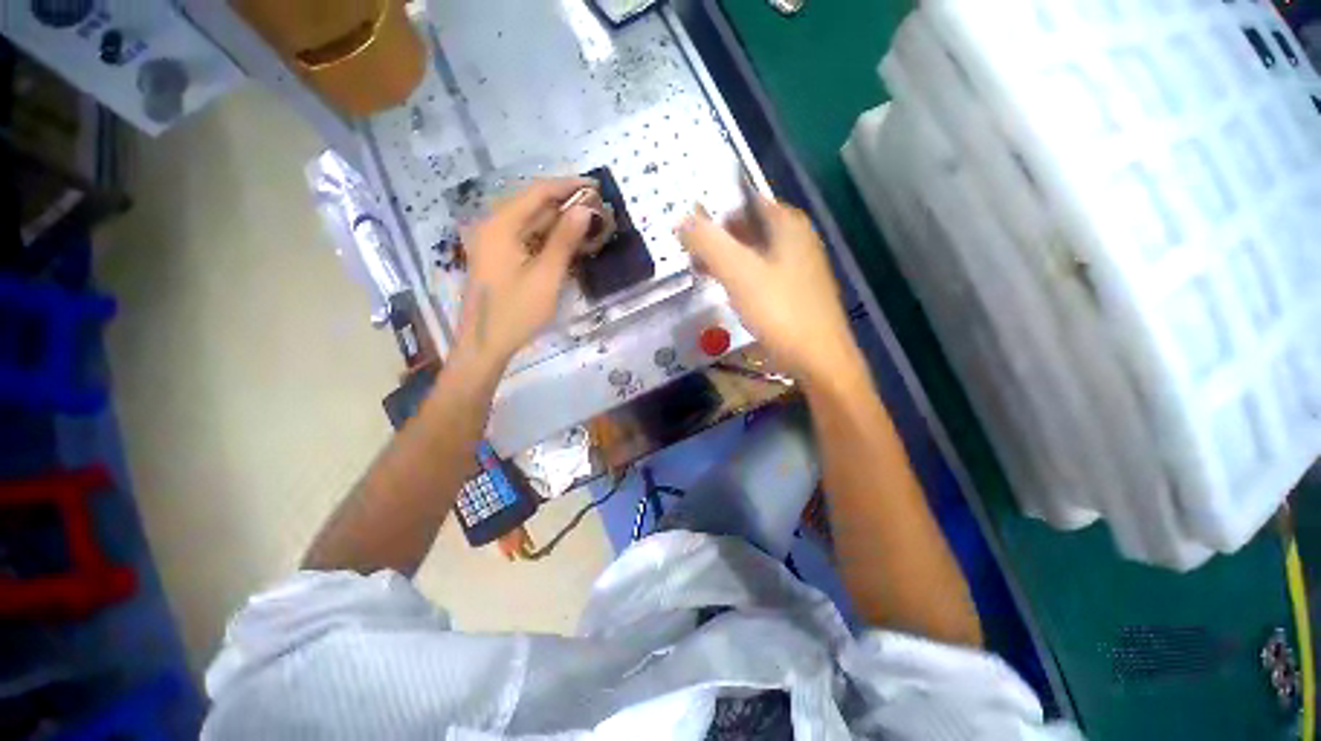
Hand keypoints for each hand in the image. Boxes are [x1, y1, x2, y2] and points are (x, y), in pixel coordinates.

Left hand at [454, 177, 597, 370]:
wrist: (485, 345)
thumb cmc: (516, 312)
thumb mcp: (546, 277)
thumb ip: (564, 240)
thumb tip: (585, 210)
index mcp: (500, 225)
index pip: (537, 192)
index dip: (568, 186)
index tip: (596, 187)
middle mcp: (494, 227)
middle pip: (533, 205)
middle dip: (566, 205)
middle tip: (598, 210)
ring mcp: (495, 243)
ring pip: (532, 223)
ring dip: (560, 223)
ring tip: (589, 226)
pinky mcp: (500, 258)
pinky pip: (527, 239)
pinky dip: (549, 239)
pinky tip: (569, 244)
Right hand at [678, 200, 859, 383]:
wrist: (818, 358)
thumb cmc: (779, 310)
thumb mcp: (738, 273)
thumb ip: (708, 242)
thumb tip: (680, 219)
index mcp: (787, 223)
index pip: (743, 200)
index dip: (714, 212)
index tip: (689, 231)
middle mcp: (796, 237)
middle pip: (747, 226)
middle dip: (717, 238)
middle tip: (690, 255)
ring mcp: (798, 265)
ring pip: (753, 251)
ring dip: (726, 259)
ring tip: (701, 273)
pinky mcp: (795, 289)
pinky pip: (761, 272)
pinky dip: (740, 276)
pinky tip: (727, 291)